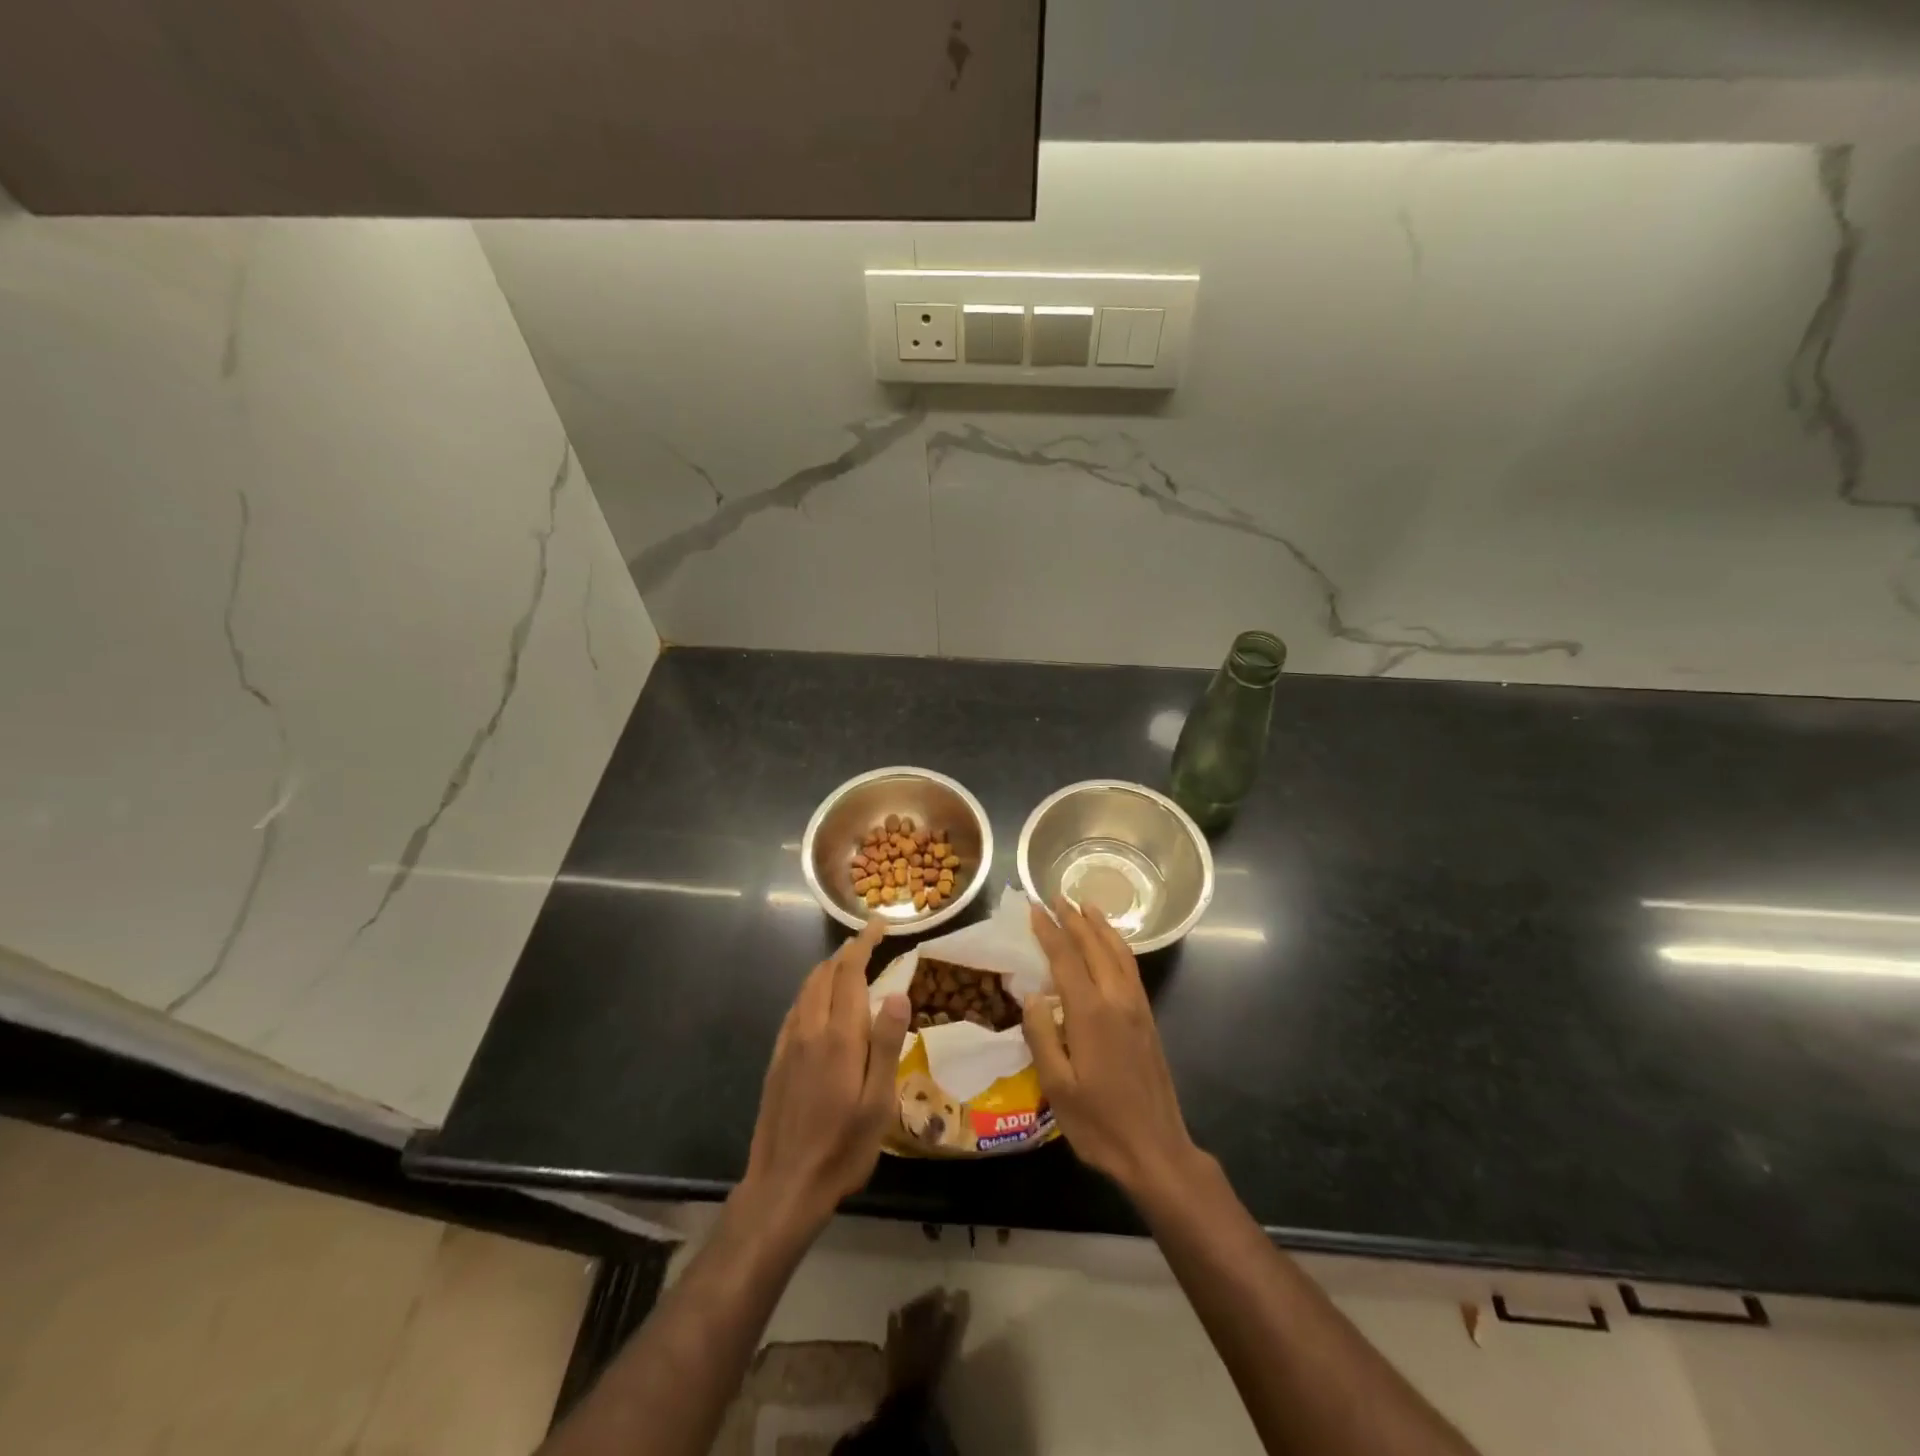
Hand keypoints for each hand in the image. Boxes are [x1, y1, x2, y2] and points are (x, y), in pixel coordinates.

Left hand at [741, 919, 910, 1232]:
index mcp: (838, 1036)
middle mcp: (810, 1029)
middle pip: (826, 974)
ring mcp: (788, 1043)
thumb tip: (898, 992)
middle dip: (848, 951)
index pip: (849, 972)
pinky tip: (821, 1002)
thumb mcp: (878, 1101)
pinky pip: (795, 1008)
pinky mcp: (776, 1059)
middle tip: (870, 941)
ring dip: (828, 968)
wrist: (784, 1185)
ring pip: (807, 988)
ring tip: (849, 963)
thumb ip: (886, 1043)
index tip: (878, 925)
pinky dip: (812, 990)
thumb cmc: (842, 1146)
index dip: (863, 943)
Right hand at [1022, 898, 1203, 1199]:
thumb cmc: (1099, 1123)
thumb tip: (1032, 995)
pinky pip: (1131, 968)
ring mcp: (1137, 1008)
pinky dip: (1118, 946)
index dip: (1048, 931)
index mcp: (1090, 1013)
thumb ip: (1041, 1035)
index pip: (1065, 958)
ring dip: (1101, 927)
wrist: (1156, 1150)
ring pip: (1119, 953)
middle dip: (1074, 919)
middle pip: (1095, 947)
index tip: (1034, 908)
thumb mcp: (1057, 1086)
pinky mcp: (1148, 1019)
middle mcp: (1117, 1000)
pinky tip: (1112, 946)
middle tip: (1057, 896)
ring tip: (1087, 906)